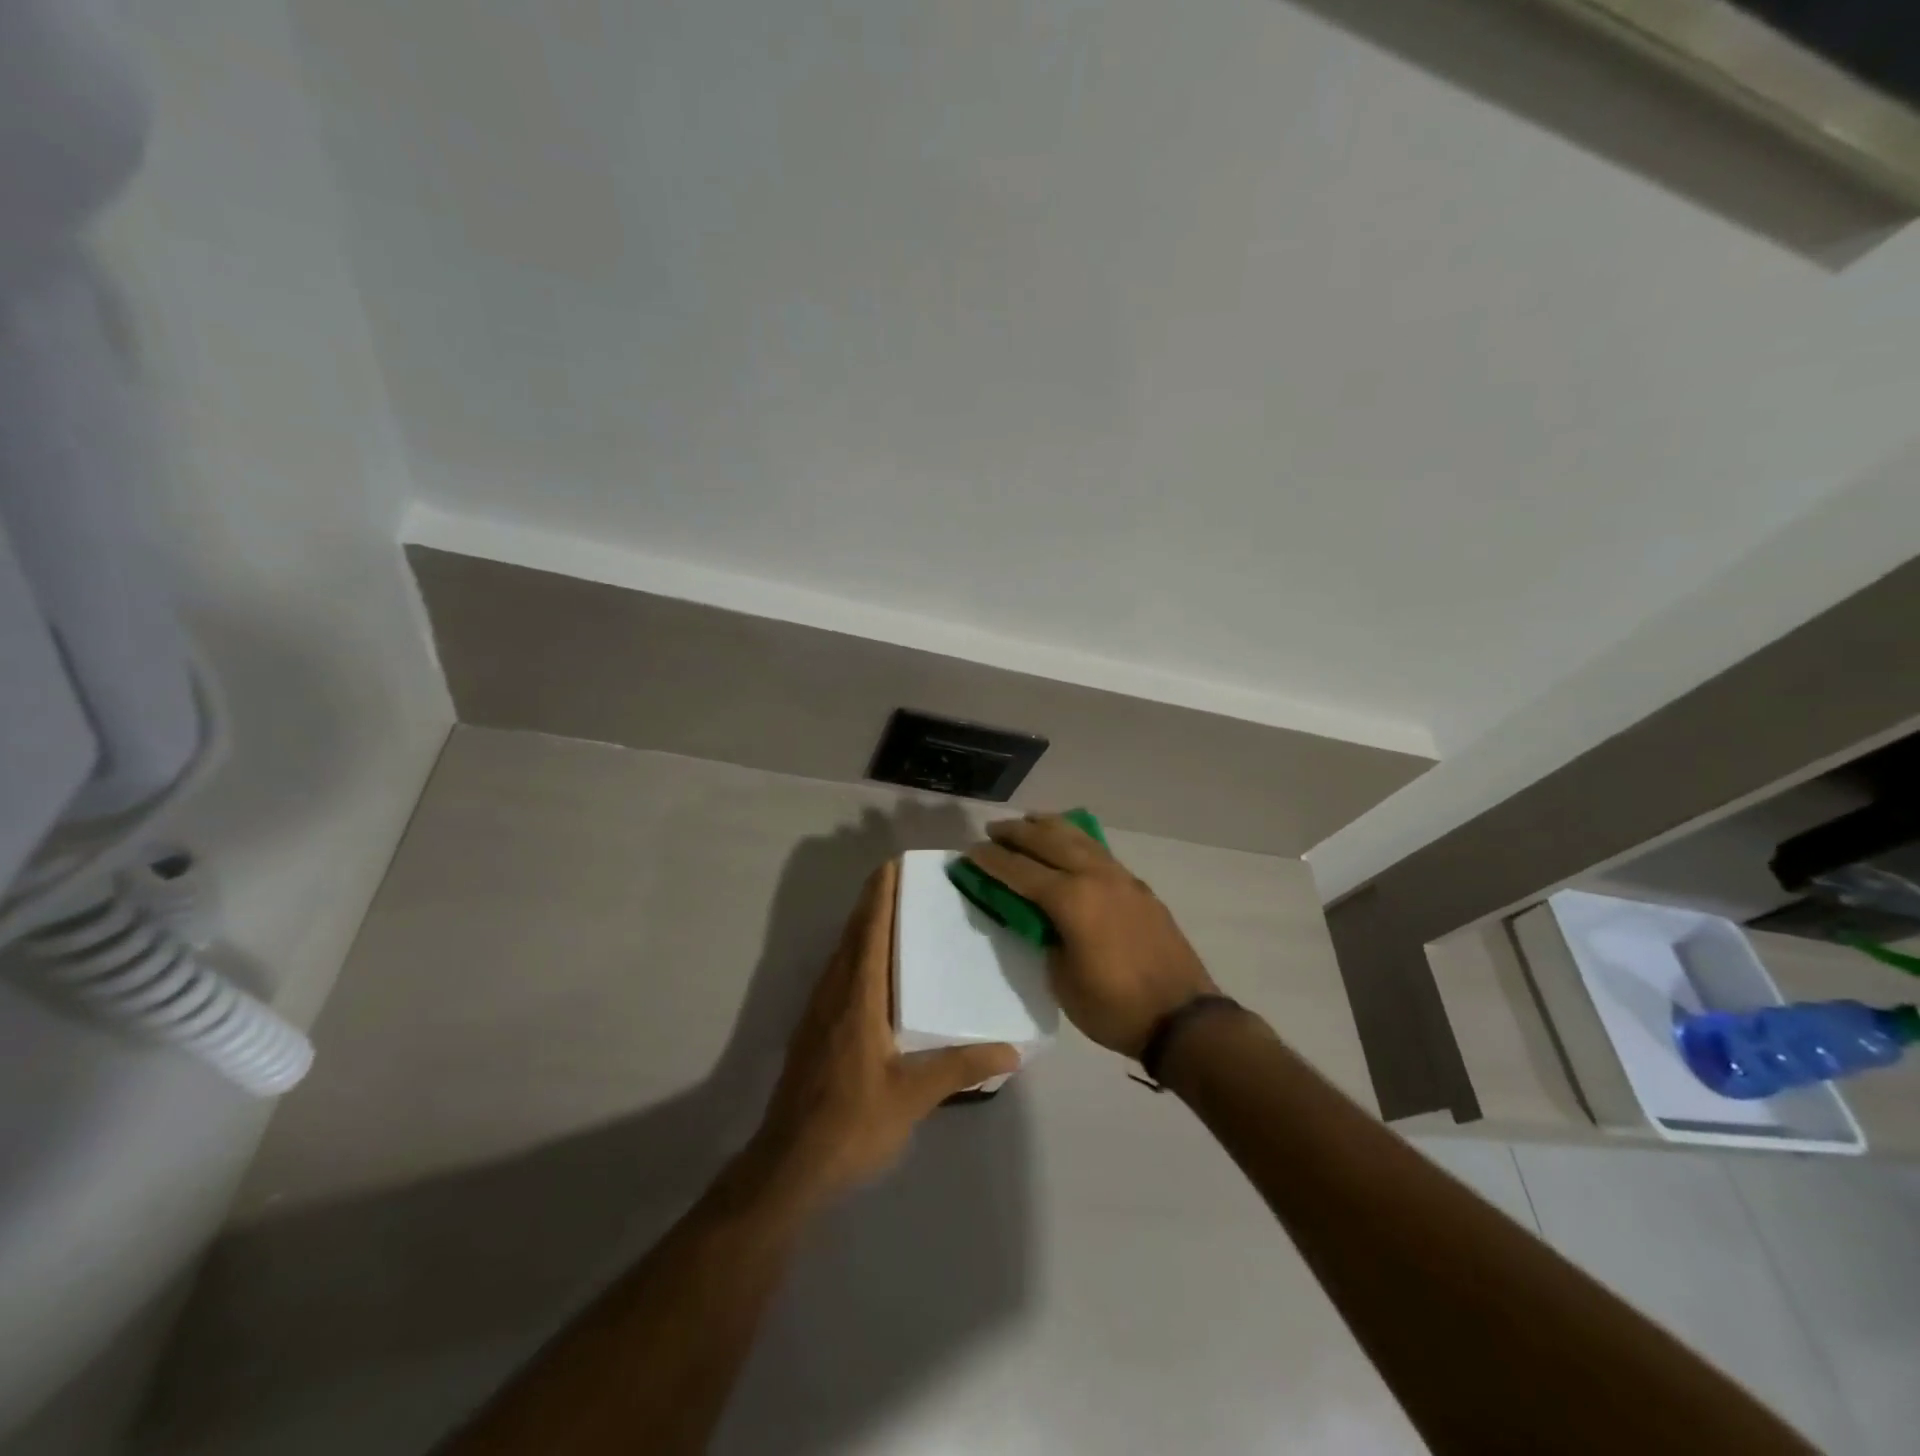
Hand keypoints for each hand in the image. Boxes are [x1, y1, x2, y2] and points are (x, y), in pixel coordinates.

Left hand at [743, 860, 1018, 1209]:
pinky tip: (873, 967)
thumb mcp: (912, 1097)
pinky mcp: (813, 1031)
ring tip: (891, 910)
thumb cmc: (851, 1124)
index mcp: (858, 999)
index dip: (880, 897)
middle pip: (853, 935)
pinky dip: (856, 952)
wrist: (789, 1166)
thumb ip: (960, 1068)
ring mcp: (819, 1012)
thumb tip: (1012, 1049)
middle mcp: (834, 994)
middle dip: (872, 902)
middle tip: (899, 877)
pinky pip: (838, 974)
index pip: (870, 933)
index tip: (893, 865)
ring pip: (842, 954)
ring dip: (862, 925)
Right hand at [965, 815, 1216, 1057]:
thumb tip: (1037, 917)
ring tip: (1028, 821)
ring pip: (1078, 837)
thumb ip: (1044, 938)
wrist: (1182, 1018)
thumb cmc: (1114, 1007)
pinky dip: (1075, 838)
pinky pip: (1098, 850)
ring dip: (1048, 826)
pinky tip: (1069, 842)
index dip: (991, 860)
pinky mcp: (1137, 886)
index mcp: (1071, 899)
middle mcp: (1095, 876)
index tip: (969, 852)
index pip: (1020, 870)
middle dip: (1016, 832)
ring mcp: (1121, 877)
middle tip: (992, 830)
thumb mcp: (1061, 979)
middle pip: (1048, 840)